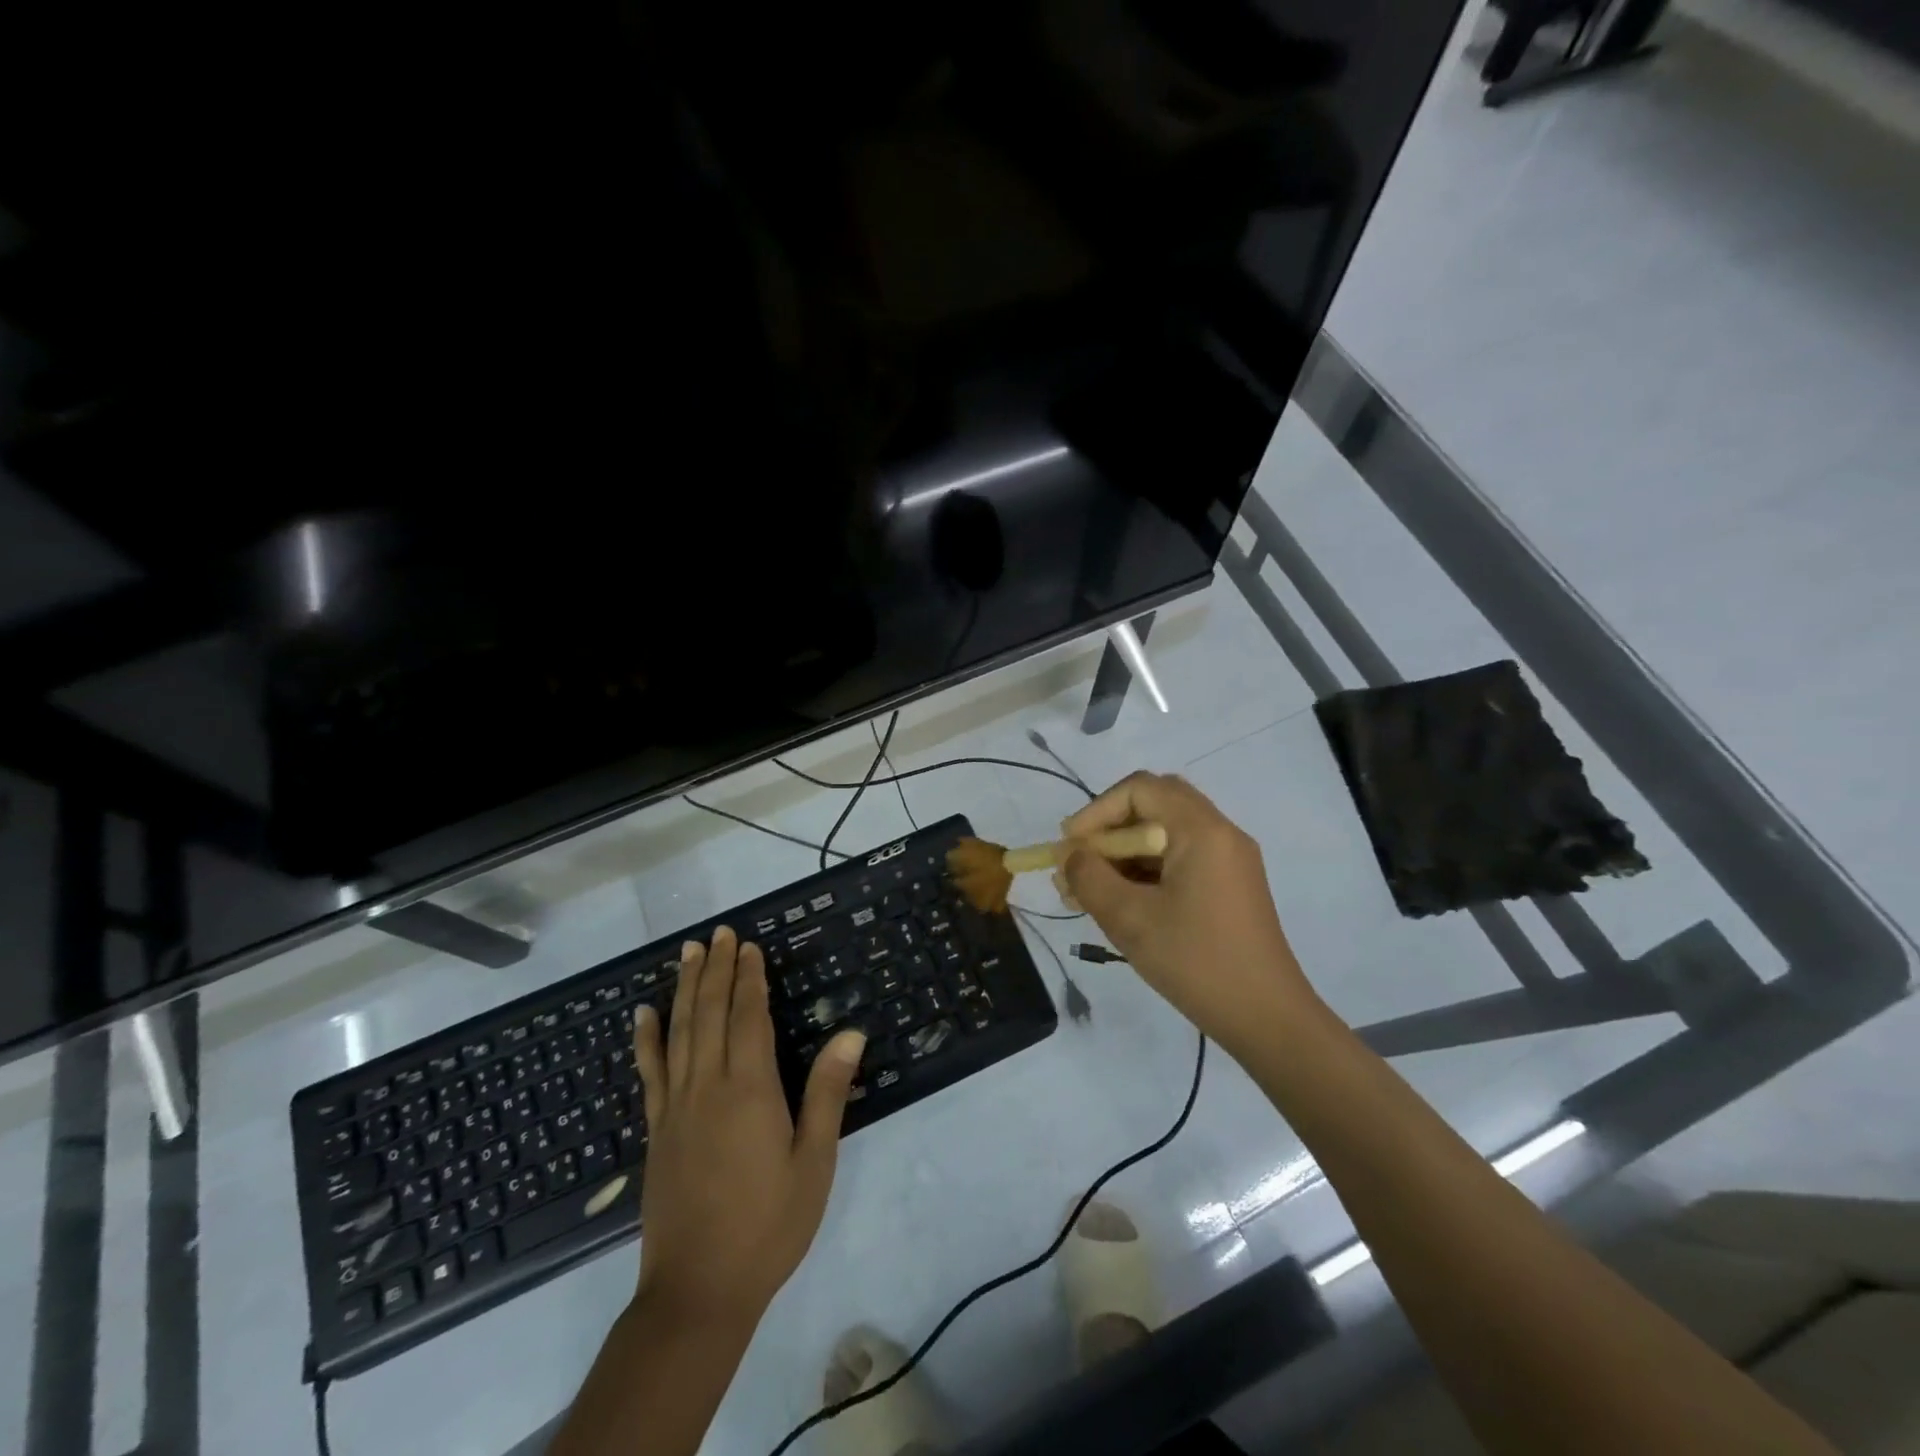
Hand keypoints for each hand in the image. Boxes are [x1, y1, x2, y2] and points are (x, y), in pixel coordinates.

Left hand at [631, 925, 864, 1329]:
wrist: (698, 1292)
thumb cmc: (768, 1225)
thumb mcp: (813, 1161)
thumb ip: (828, 1092)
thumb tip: (851, 1032)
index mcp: (750, 1090)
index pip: (748, 1017)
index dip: (749, 978)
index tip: (749, 946)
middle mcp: (708, 1086)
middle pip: (710, 1013)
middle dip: (716, 969)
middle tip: (718, 933)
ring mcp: (675, 1107)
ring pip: (679, 1032)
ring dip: (684, 988)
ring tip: (688, 952)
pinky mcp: (655, 1130)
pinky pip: (649, 1072)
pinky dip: (646, 1038)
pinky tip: (643, 1013)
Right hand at [1057, 772, 1318, 1050]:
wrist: (1268, 1019)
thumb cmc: (1197, 963)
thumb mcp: (1131, 920)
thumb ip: (1090, 878)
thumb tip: (1071, 856)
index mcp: (1202, 831)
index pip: (1140, 789)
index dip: (1097, 810)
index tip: (1070, 846)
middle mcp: (1221, 833)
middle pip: (1155, 804)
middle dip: (1110, 828)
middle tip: (1081, 860)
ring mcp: (1229, 860)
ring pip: (1166, 833)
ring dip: (1125, 852)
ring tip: (1089, 890)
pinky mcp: (1230, 885)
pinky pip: (1180, 859)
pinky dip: (1146, 870)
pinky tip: (1121, 902)